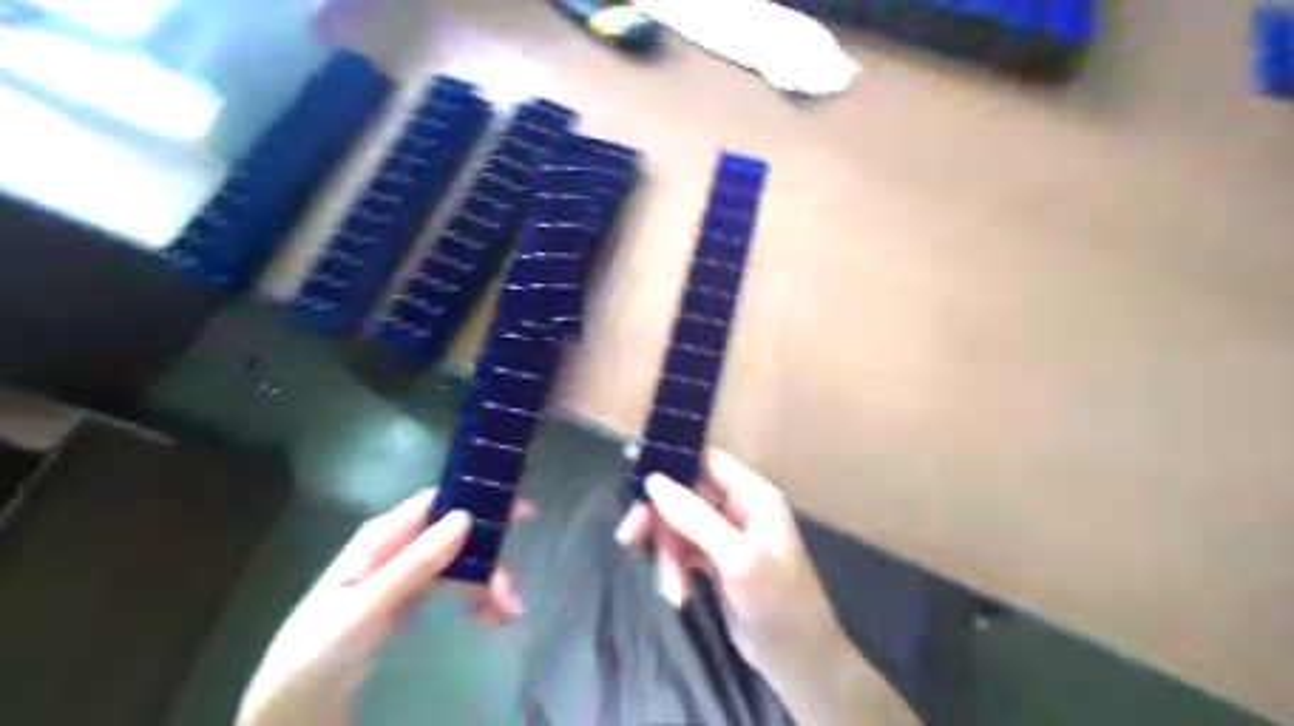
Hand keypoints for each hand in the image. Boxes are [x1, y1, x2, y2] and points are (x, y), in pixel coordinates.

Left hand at [236, 489, 524, 725]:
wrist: (288, 712)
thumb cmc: (316, 655)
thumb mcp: (364, 610)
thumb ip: (413, 565)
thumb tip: (465, 517)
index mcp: (380, 539)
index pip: (438, 503)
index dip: (480, 502)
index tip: (521, 513)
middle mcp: (396, 549)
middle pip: (457, 537)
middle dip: (490, 560)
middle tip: (514, 596)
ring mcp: (404, 575)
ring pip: (460, 564)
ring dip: (487, 584)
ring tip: (507, 615)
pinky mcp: (408, 601)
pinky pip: (452, 587)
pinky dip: (474, 597)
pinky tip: (487, 616)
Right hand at [617, 451, 918, 723]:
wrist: (799, 663)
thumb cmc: (779, 603)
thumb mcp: (737, 559)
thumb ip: (694, 517)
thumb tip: (653, 481)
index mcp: (753, 496)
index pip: (707, 461)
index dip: (671, 461)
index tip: (632, 466)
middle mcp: (737, 509)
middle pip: (684, 495)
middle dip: (659, 520)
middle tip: (629, 536)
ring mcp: (724, 536)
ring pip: (677, 527)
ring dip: (666, 556)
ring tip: (671, 590)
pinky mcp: (714, 563)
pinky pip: (681, 552)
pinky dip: (673, 570)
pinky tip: (677, 595)